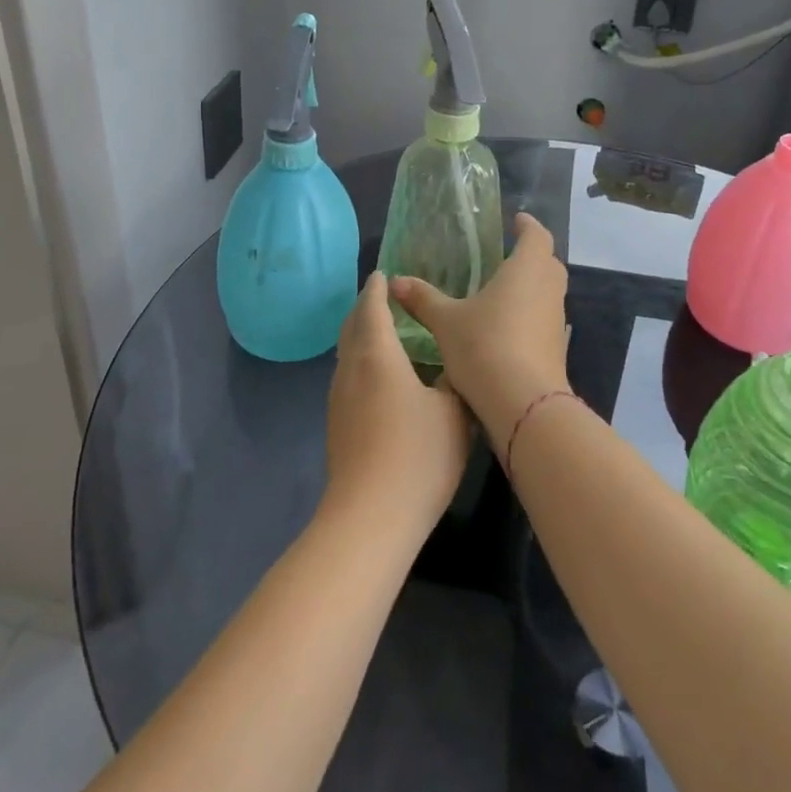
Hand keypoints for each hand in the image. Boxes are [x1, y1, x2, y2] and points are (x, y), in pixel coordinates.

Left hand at [325, 273, 472, 535]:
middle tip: (384, 298)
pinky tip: (379, 377)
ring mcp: (338, 398)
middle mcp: (351, 369)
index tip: (384, 274)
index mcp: (378, 354)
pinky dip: (360, 361)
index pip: (372, 307)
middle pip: (352, 326)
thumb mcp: (454, 412)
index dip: (377, 288)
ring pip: (346, 353)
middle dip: (365, 307)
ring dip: (361, 335)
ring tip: (383, 332)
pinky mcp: (336, 424)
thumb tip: (452, 369)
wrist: (370, 517)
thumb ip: (454, 381)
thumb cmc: (418, 454)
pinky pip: (347, 376)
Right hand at [391, 213, 570, 445]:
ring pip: (549, 292)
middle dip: (532, 255)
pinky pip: (546, 319)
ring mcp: (557, 321)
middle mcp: (548, 289)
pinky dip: (532, 315)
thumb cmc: (485, 347)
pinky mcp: (557, 349)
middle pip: (549, 262)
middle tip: (508, 256)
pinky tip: (508, 328)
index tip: (517, 221)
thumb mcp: (446, 321)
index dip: (528, 226)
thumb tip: (395, 281)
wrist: (524, 405)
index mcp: (526, 270)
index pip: (537, 235)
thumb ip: (423, 299)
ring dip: (533, 287)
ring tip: (504, 291)